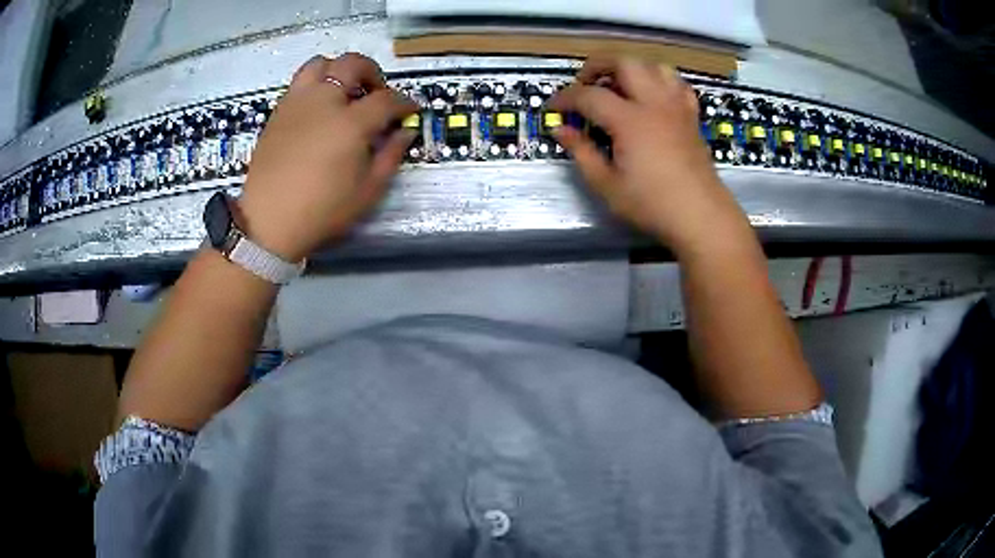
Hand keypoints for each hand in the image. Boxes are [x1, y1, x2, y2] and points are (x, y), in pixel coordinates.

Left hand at [236, 53, 417, 261]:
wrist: (269, 221)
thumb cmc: (321, 211)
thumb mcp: (367, 191)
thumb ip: (390, 155)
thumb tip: (405, 132)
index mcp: (350, 123)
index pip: (386, 99)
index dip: (404, 102)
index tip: (410, 110)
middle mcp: (324, 101)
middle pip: (353, 64)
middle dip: (373, 72)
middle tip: (376, 93)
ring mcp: (297, 103)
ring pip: (321, 63)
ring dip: (339, 70)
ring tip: (343, 91)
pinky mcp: (278, 111)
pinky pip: (300, 82)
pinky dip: (315, 84)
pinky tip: (319, 107)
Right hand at [550, 58, 748, 255]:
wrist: (701, 216)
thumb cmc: (652, 204)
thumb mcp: (607, 185)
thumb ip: (581, 152)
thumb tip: (560, 129)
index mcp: (629, 120)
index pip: (589, 95)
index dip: (565, 98)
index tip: (553, 109)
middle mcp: (654, 103)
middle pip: (624, 62)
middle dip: (598, 66)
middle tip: (585, 84)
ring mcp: (676, 106)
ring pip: (654, 66)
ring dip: (631, 69)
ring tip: (619, 86)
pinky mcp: (691, 116)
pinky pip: (677, 84)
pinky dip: (660, 81)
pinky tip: (652, 97)